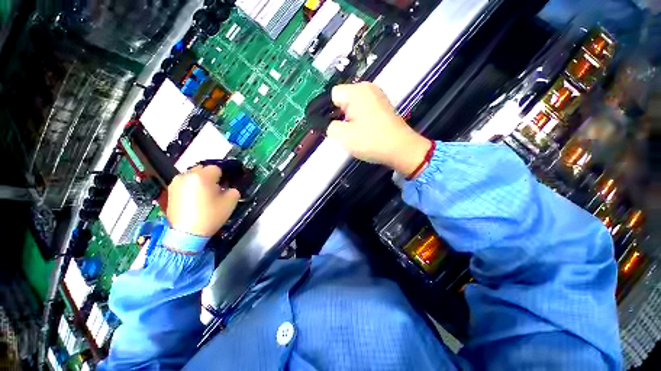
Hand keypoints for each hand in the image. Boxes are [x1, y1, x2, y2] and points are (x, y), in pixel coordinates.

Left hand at [167, 165, 239, 236]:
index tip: (225, 187)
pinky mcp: (170, 191)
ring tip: (203, 196)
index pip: (217, 169)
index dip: (223, 177)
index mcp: (202, 176)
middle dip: (211, 178)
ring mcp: (176, 182)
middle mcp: (187, 175)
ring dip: (200, 182)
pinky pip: (185, 183)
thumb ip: (233, 190)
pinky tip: (194, 200)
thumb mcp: (230, 202)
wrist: (186, 234)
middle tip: (215, 191)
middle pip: (203, 170)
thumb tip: (228, 188)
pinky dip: (191, 187)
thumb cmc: (210, 216)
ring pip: (193, 176)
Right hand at [327, 82, 431, 176]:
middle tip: (341, 131)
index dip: (326, 110)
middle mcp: (367, 88)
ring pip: (353, 105)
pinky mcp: (383, 106)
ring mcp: (377, 96)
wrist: (401, 149)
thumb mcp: (343, 136)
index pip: (332, 95)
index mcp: (356, 92)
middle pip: (343, 99)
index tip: (327, 125)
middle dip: (338, 114)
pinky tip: (362, 130)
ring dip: (349, 117)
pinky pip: (364, 108)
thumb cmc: (371, 141)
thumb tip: (328, 123)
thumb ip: (329, 127)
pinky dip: (359, 118)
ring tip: (352, 133)